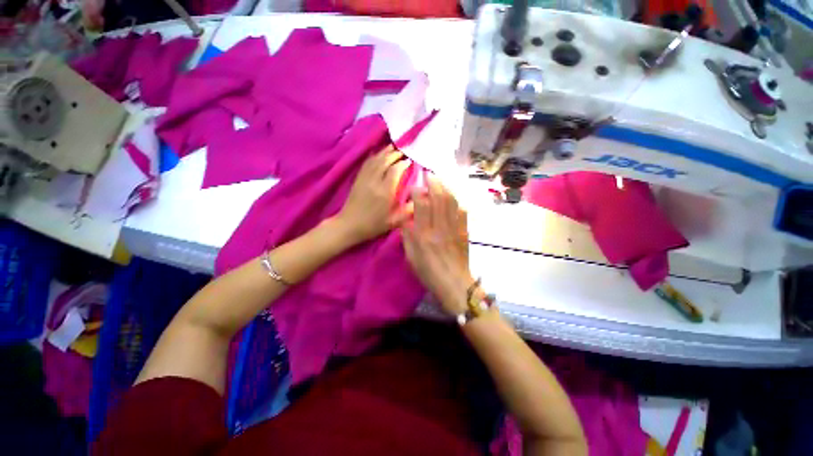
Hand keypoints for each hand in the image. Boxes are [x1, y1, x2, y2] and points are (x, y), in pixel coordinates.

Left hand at [335, 146, 411, 244]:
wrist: (349, 225)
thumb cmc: (373, 225)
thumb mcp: (394, 222)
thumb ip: (408, 210)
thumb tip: (422, 198)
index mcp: (385, 192)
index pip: (395, 170)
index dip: (403, 163)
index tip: (411, 161)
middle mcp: (374, 181)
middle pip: (385, 161)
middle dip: (395, 154)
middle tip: (404, 151)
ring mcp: (364, 178)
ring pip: (376, 159)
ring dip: (385, 152)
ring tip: (394, 147)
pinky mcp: (358, 178)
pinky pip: (367, 163)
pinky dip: (374, 156)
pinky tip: (379, 154)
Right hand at [402, 175, 473, 315]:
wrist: (454, 284)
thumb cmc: (429, 273)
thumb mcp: (411, 257)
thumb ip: (407, 236)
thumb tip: (406, 219)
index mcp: (424, 235)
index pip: (422, 206)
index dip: (418, 192)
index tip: (415, 186)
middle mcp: (440, 228)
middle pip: (439, 199)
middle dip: (434, 183)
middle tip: (429, 175)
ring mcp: (455, 229)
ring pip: (452, 202)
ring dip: (446, 188)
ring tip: (441, 182)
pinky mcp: (464, 232)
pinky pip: (462, 212)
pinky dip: (457, 201)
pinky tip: (453, 198)